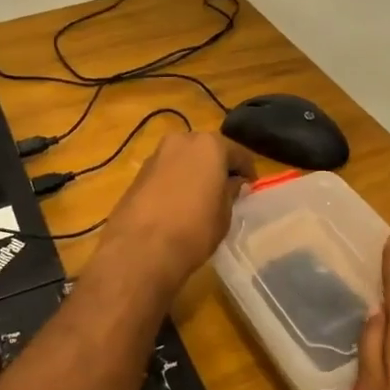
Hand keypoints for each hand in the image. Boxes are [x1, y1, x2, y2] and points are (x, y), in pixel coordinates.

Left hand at [95, 133, 253, 296]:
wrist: (140, 249)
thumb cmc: (194, 229)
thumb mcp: (224, 214)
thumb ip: (230, 192)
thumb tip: (233, 183)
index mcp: (209, 145)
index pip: (238, 153)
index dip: (247, 171)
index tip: (251, 187)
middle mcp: (181, 141)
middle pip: (207, 150)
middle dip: (218, 166)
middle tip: (226, 189)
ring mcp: (156, 155)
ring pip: (184, 159)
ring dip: (195, 172)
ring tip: (202, 197)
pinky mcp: (138, 174)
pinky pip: (166, 172)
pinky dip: (176, 181)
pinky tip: (179, 203)